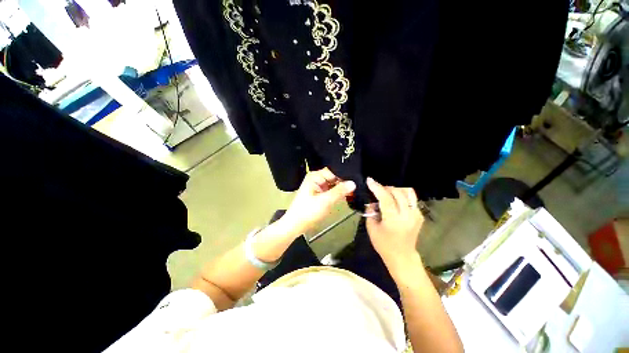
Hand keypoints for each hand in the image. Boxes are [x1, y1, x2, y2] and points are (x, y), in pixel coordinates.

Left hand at [280, 168, 355, 235]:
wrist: (296, 225)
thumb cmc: (308, 212)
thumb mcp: (325, 201)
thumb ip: (339, 191)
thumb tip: (353, 183)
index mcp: (315, 176)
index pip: (333, 171)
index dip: (344, 176)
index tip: (355, 181)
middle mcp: (316, 179)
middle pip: (334, 177)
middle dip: (344, 182)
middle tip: (356, 187)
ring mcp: (318, 187)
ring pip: (333, 184)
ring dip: (341, 188)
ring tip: (354, 191)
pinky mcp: (319, 194)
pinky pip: (331, 190)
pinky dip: (337, 193)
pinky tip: (345, 196)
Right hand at [365, 177, 423, 271]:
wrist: (402, 256)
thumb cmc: (384, 244)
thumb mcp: (371, 228)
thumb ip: (370, 212)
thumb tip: (371, 201)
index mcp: (394, 220)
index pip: (386, 198)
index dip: (377, 187)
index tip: (369, 180)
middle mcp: (408, 215)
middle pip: (397, 192)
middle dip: (385, 188)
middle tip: (377, 190)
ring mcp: (416, 215)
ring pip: (408, 192)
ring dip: (396, 189)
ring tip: (387, 193)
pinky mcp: (420, 215)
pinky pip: (411, 198)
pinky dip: (402, 195)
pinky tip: (395, 200)